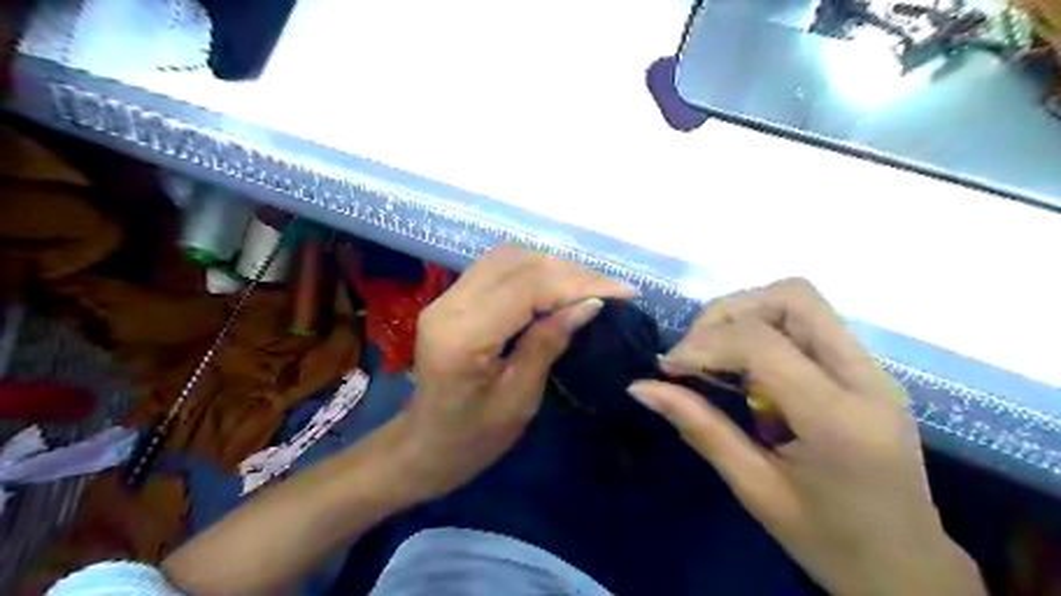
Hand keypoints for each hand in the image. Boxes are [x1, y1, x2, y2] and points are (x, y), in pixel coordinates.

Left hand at [392, 246, 633, 501]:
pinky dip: (533, 270)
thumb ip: (549, 342)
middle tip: (611, 289)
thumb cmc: (472, 439)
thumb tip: (590, 305)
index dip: (578, 284)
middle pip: (517, 264)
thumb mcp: (519, 399)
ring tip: (590, 286)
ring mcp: (445, 298)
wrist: (422, 446)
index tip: (623, 292)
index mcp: (463, 336)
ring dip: (553, 266)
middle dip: (571, 272)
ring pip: (507, 258)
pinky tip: (558, 285)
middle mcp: (449, 305)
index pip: (527, 288)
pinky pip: (497, 268)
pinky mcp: (450, 299)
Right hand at [628, 280, 986, 595]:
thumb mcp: (754, 488)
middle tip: (695, 351)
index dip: (703, 343)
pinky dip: (765, 332)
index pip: (762, 343)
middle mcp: (866, 380)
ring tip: (716, 358)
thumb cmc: (829, 542)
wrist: (908, 570)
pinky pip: (808, 326)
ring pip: (801, 302)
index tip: (667, 368)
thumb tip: (641, 387)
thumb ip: (700, 428)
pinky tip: (746, 370)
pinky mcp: (866, 372)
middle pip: (792, 297)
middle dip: (729, 313)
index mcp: (839, 420)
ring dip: (746, 317)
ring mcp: (873, 371)